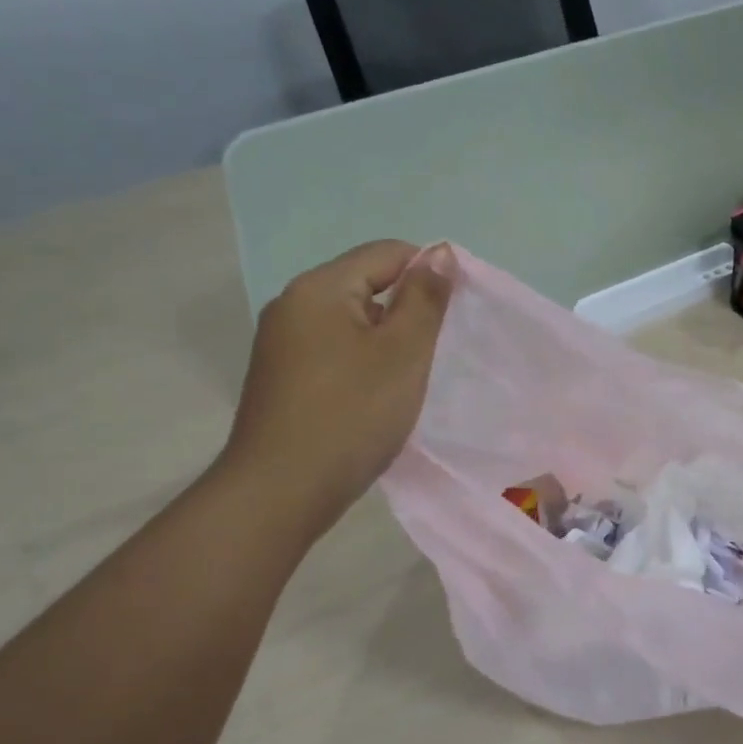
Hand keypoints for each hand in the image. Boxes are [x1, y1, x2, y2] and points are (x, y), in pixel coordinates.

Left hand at [216, 240, 454, 543]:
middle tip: (440, 348)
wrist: (282, 490)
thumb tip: (441, 253)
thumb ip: (425, 298)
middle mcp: (293, 305)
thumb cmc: (352, 414)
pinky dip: (365, 361)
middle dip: (409, 309)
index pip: (386, 253)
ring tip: (414, 374)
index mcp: (319, 289)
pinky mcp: (283, 377)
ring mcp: (283, 343)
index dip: (430, 272)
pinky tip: (380, 394)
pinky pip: (335, 350)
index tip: (460, 310)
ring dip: (388, 339)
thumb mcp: (403, 353)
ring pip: (353, 322)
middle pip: (366, 284)